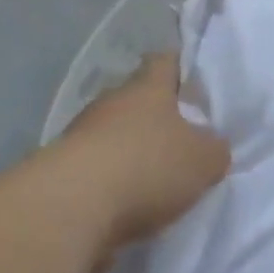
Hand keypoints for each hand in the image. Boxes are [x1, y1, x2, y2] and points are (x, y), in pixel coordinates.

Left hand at [57, 53, 230, 254]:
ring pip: (113, 136)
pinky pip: (96, 172)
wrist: (68, 211)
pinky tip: (129, 207)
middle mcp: (110, 104)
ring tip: (157, 180)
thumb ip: (215, 149)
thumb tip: (211, 147)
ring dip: (131, 153)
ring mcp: (78, 137)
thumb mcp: (205, 159)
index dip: (182, 67)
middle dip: (158, 117)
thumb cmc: (147, 167)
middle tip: (184, 138)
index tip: (195, 80)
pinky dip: (111, 184)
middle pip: (137, 101)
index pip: (165, 62)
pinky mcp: (58, 175)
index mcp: (147, 88)